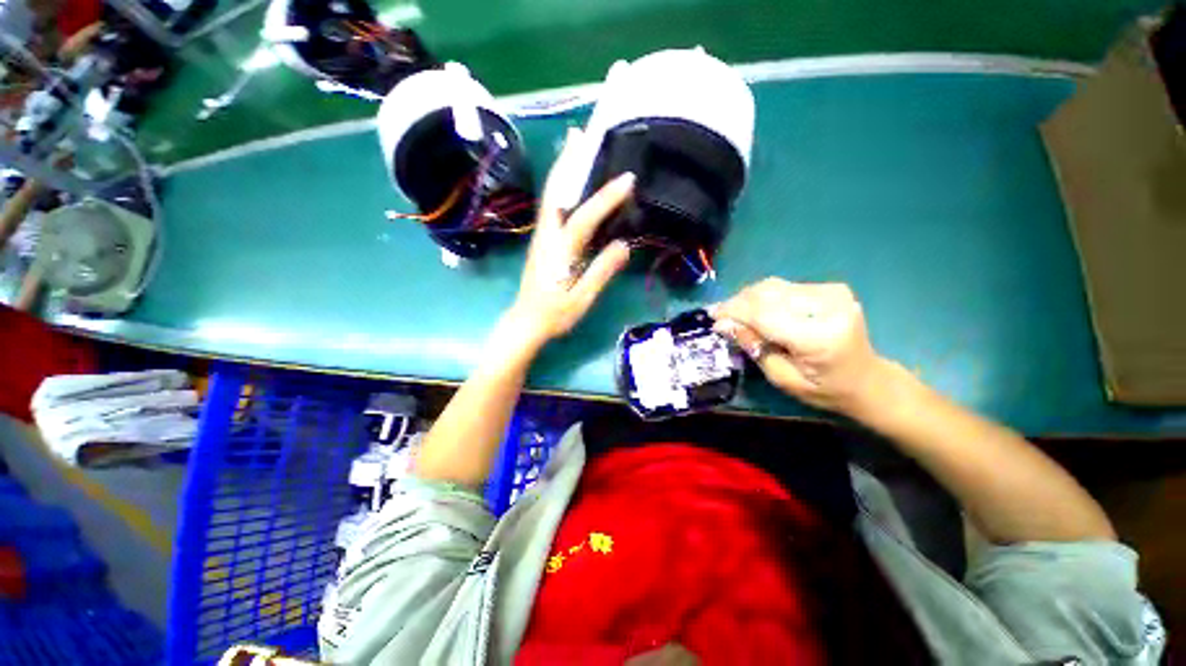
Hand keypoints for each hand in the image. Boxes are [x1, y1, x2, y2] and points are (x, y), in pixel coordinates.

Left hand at [506, 129, 633, 347]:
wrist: (526, 322)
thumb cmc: (554, 314)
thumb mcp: (582, 298)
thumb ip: (601, 271)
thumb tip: (623, 245)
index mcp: (560, 251)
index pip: (585, 217)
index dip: (606, 198)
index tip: (628, 178)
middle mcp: (547, 236)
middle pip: (556, 192)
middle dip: (568, 161)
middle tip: (581, 134)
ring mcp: (542, 236)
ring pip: (551, 195)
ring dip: (562, 167)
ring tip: (574, 144)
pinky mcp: (542, 241)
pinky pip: (553, 206)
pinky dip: (560, 186)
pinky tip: (569, 182)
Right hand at [711, 279, 889, 416]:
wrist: (868, 379)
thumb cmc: (824, 389)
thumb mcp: (782, 379)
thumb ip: (754, 348)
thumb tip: (723, 325)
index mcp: (819, 336)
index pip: (764, 314)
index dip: (734, 313)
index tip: (712, 317)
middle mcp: (828, 306)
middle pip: (767, 294)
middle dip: (738, 303)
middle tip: (720, 316)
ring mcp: (832, 293)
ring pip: (772, 286)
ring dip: (748, 298)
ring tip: (735, 314)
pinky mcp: (830, 288)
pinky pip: (783, 287)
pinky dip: (764, 297)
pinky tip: (757, 311)